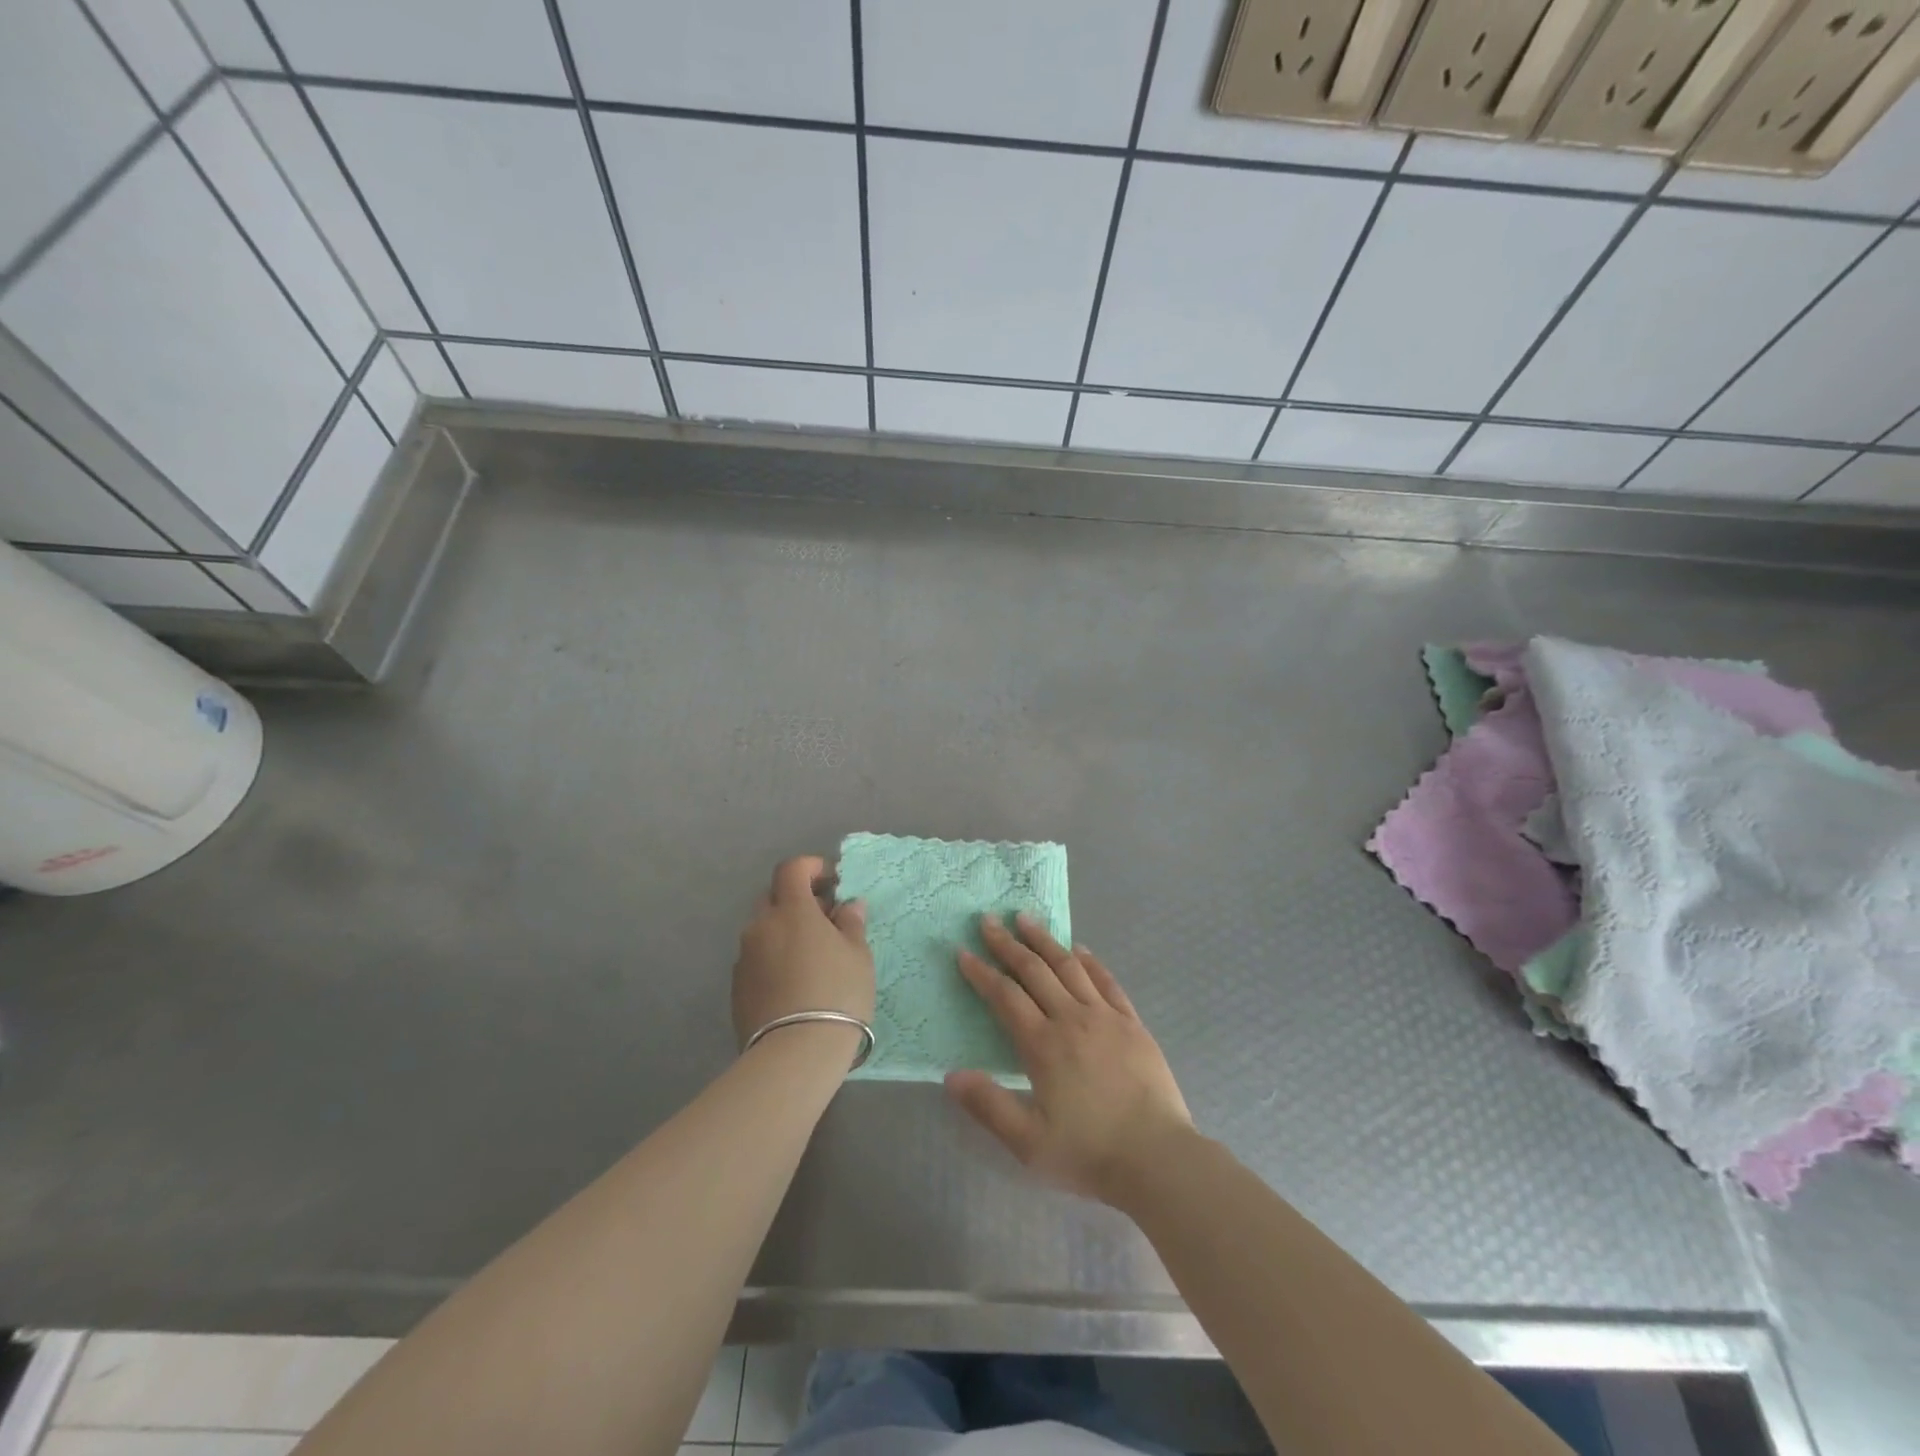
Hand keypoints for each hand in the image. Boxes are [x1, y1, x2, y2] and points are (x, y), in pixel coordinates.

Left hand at [733, 856, 874, 1049]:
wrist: (795, 1053)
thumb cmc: (837, 993)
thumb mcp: (858, 955)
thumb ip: (851, 923)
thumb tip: (847, 905)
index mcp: (791, 910)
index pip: (791, 869)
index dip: (810, 868)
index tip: (830, 881)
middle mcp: (761, 926)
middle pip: (773, 898)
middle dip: (796, 901)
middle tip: (824, 921)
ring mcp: (744, 958)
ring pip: (763, 931)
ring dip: (784, 932)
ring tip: (811, 957)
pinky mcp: (736, 988)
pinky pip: (757, 959)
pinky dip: (774, 959)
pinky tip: (794, 983)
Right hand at [947, 913, 1193, 1204]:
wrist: (1158, 1159)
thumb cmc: (1089, 1154)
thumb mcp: (1028, 1143)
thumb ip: (988, 1106)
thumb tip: (950, 1075)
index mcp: (1043, 1045)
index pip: (1005, 997)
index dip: (982, 973)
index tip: (963, 952)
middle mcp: (1072, 1019)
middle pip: (1034, 971)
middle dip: (1007, 944)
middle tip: (988, 920)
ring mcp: (1106, 1017)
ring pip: (1069, 967)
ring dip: (1045, 941)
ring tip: (1026, 919)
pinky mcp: (1132, 1024)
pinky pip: (1107, 981)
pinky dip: (1090, 961)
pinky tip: (1079, 949)